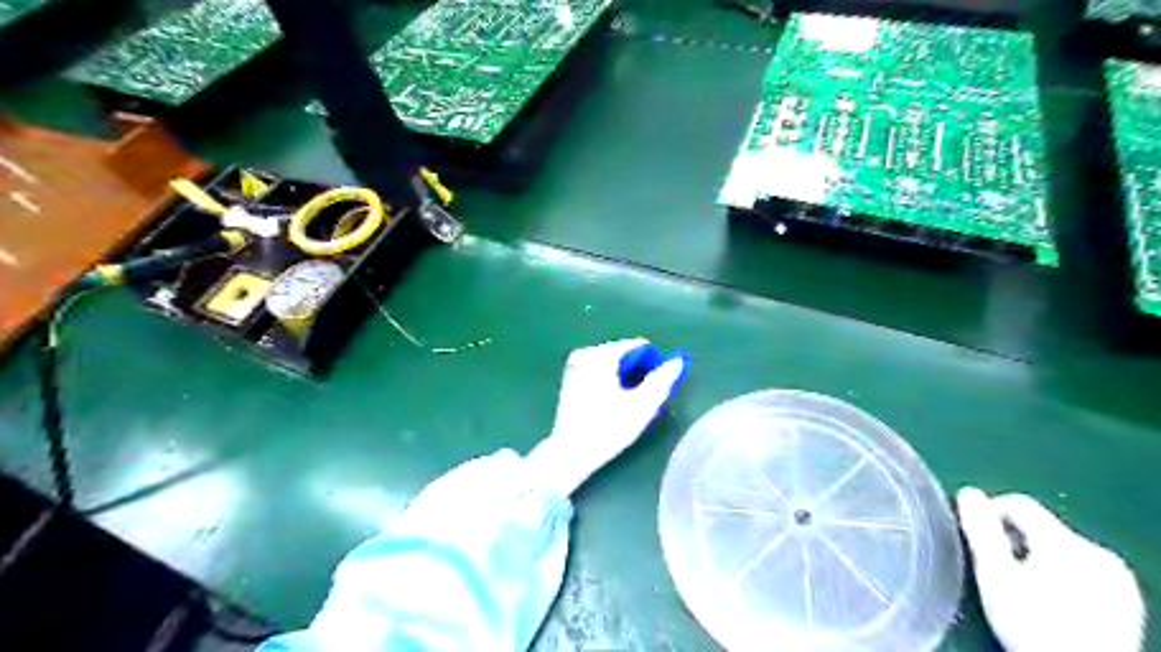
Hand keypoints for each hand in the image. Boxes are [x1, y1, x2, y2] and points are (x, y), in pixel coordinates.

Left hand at [529, 339, 687, 495]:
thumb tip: (677, 360)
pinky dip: (610, 381)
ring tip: (629, 404)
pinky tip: (612, 404)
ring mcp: (575, 365)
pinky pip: (599, 371)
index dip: (653, 365)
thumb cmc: (608, 428)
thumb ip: (662, 380)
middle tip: (643, 399)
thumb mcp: (642, 405)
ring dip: (625, 378)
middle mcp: (586, 353)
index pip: (639, 346)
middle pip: (625, 354)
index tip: (655, 388)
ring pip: (613, 363)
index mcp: (602, 355)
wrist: (571, 452)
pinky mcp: (570, 378)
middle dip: (638, 372)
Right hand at [956, 488, 1144, 651]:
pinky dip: (1063, 578)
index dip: (989, 513)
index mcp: (1064, 541)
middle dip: (1015, 544)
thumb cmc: (1033, 625)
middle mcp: (1097, 552)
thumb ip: (981, 530)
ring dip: (1038, 561)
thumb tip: (969, 493)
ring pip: (1062, 550)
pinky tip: (1054, 604)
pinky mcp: (1126, 600)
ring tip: (1025, 591)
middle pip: (1040, 528)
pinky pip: (1084, 572)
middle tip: (999, 572)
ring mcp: (1117, 578)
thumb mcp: (995, 576)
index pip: (1018, 504)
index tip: (975, 538)